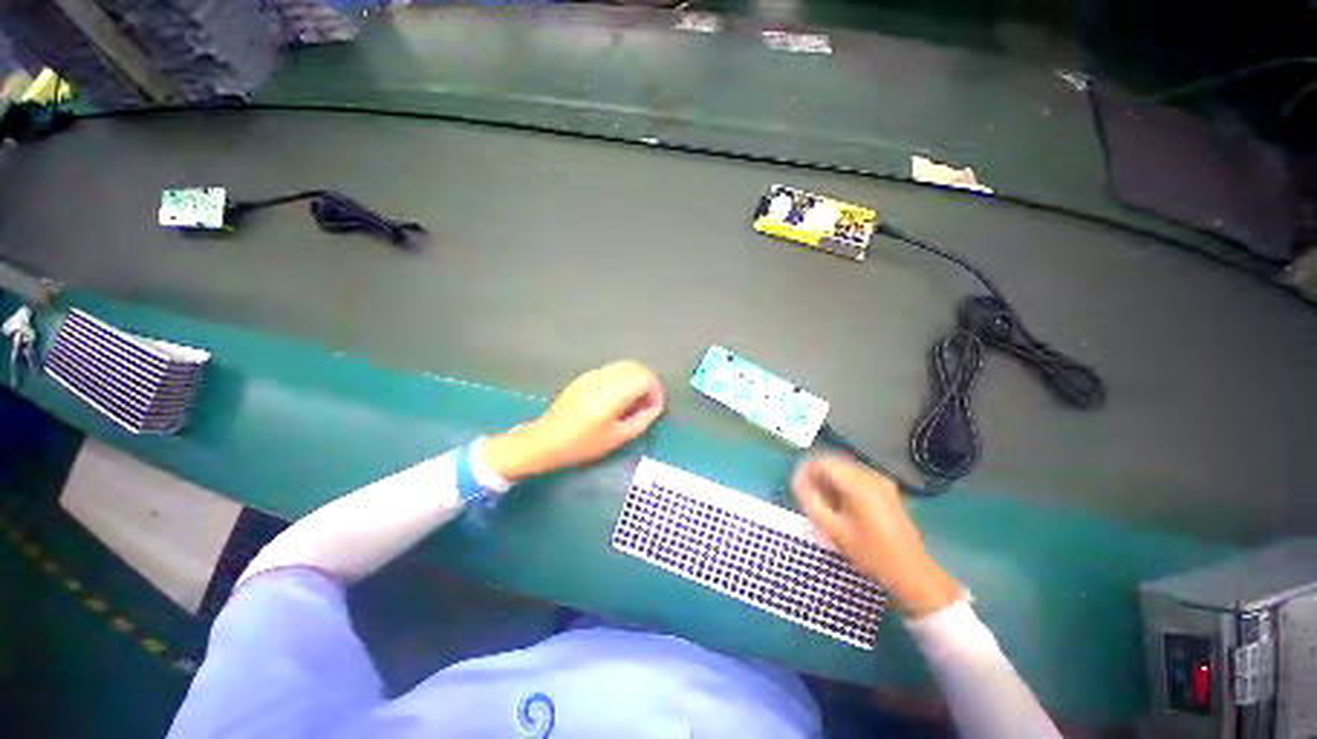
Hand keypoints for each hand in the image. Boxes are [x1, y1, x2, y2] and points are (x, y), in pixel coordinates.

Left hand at [482, 360, 664, 481]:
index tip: (654, 408)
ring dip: (636, 380)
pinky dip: (623, 380)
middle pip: (637, 367)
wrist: (546, 439)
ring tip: (633, 402)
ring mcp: (593, 374)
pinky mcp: (586, 377)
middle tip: (646, 405)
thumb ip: (641, 420)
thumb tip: (654, 407)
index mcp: (613, 392)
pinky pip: (612, 371)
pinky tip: (616, 399)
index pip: (645, 377)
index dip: (656, 391)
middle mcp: (605, 377)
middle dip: (648, 383)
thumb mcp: (617, 438)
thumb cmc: (583, 443)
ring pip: (625, 366)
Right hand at [792, 454, 962, 618]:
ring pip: (844, 471)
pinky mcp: (886, 490)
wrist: (912, 572)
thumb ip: (810, 501)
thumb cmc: (869, 553)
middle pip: (834, 464)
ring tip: (822, 503)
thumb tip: (797, 482)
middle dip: (817, 476)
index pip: (822, 462)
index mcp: (857, 483)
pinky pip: (856, 478)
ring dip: (829, 481)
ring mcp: (881, 482)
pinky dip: (843, 486)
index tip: (796, 486)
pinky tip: (840, 506)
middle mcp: (870, 475)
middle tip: (807, 496)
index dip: (805, 471)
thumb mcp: (833, 529)